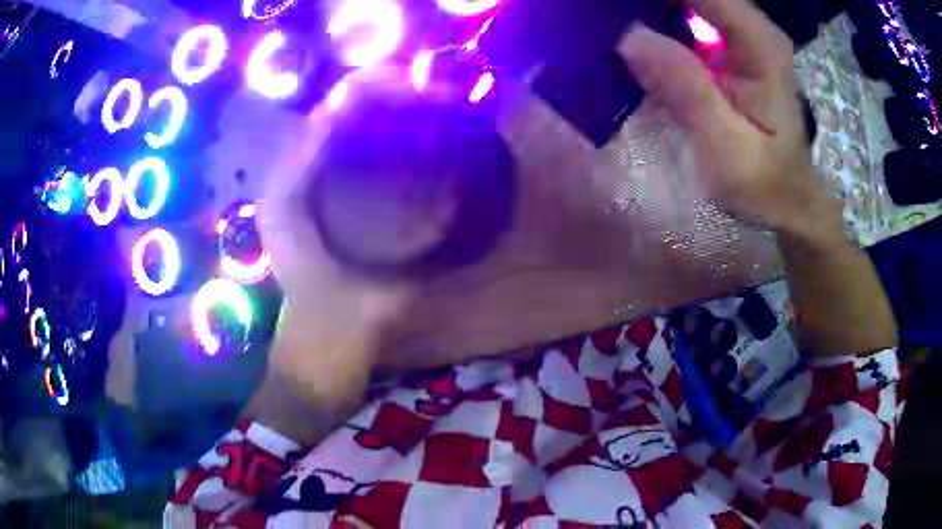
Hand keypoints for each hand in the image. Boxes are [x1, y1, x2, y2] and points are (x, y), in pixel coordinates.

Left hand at [245, 77, 415, 442]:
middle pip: (327, 118)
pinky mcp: (306, 211)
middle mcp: (283, 188)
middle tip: (427, 93)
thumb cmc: (334, 341)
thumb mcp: (382, 298)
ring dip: (369, 115)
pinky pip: (332, 157)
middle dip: (372, 96)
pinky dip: (361, 140)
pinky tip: (397, 142)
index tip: (417, 87)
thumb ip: (414, 254)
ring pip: (330, 135)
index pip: (326, 119)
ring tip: (418, 106)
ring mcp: (292, 199)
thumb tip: (455, 201)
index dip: (369, 93)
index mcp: (288, 199)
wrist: (309, 370)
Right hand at [616, 0, 896, 354]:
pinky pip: (688, 13)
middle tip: (602, 18)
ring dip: (649, 9)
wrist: (791, 198)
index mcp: (760, 43)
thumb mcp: (728, 151)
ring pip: (688, 0)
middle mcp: (753, 27)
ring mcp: (742, 33)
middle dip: (647, 2)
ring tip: (609, 22)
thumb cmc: (766, 185)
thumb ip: (688, 91)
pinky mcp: (730, 46)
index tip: (612, 9)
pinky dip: (659, 17)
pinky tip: (635, 37)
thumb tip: (629, 37)